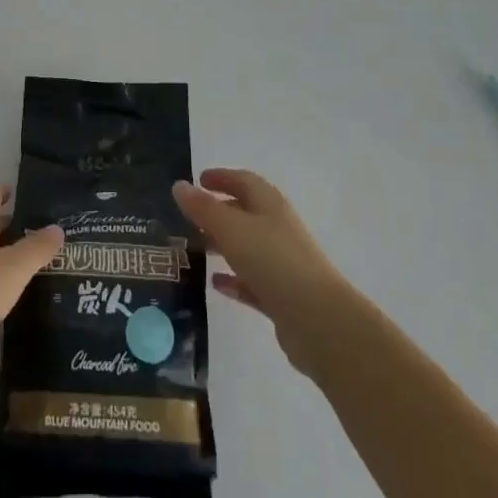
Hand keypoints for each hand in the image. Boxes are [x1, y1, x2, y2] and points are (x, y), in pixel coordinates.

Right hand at [174, 168, 355, 375]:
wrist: (318, 321)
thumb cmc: (273, 261)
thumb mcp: (231, 228)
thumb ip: (203, 208)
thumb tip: (179, 185)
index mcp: (269, 204)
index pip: (243, 181)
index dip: (221, 177)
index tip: (197, 179)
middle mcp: (277, 228)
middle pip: (245, 213)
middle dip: (218, 212)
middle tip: (189, 218)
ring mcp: (282, 263)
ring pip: (247, 247)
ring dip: (223, 245)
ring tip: (196, 249)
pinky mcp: (282, 296)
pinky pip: (252, 281)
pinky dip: (234, 279)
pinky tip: (216, 285)